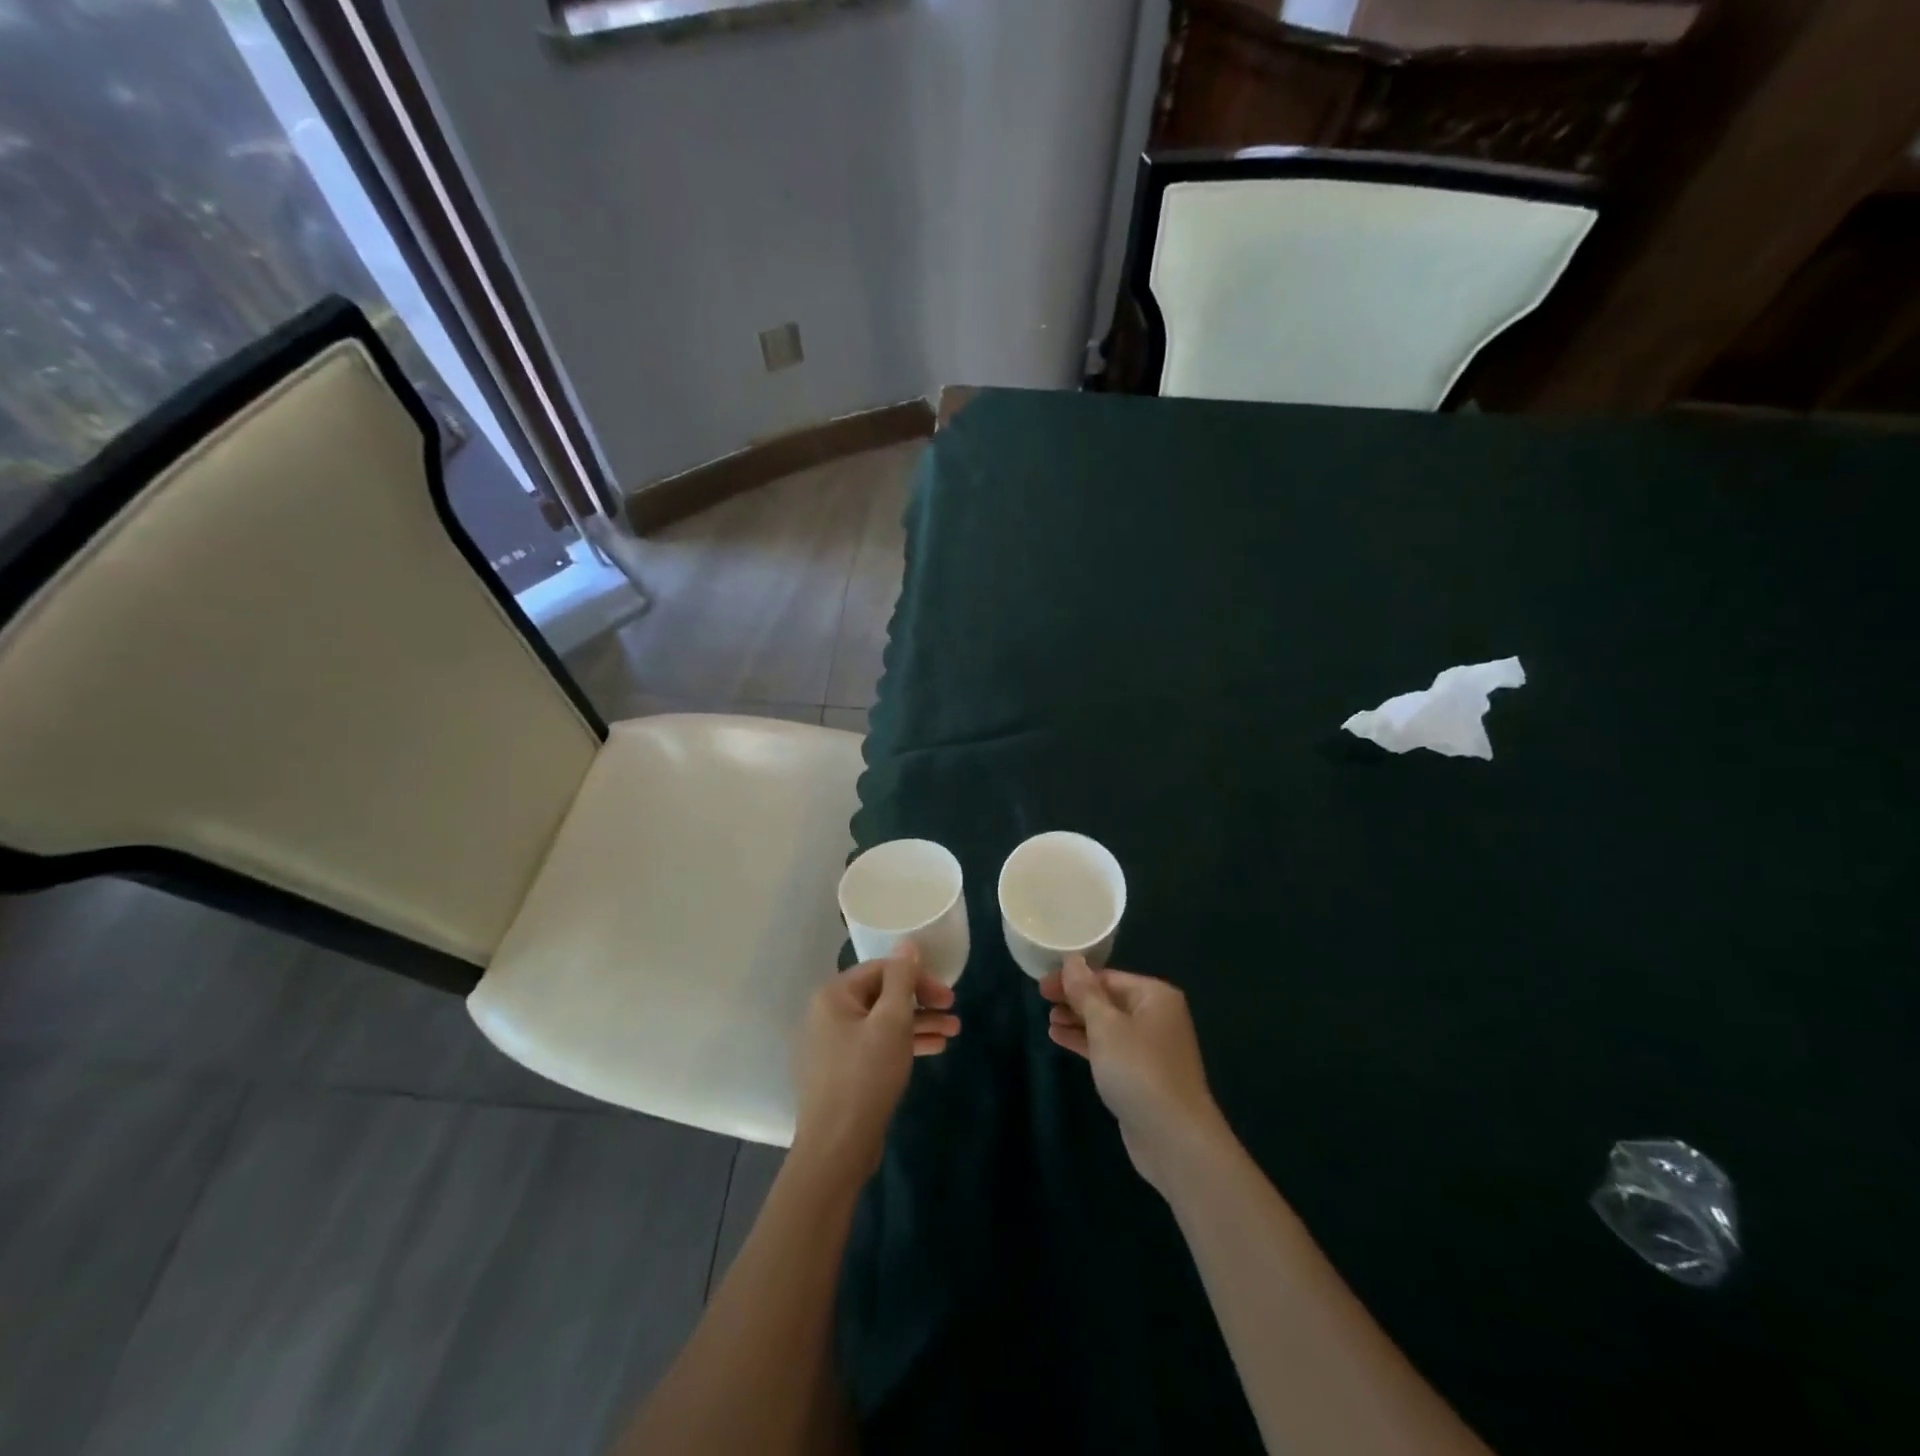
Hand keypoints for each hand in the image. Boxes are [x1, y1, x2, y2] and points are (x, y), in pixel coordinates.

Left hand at [792, 944, 959, 1183]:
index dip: (917, 977)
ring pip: (883, 1022)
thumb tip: (907, 942)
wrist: (836, 1148)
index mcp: (834, 995)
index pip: (882, 969)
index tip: (947, 994)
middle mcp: (828, 1014)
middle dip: (921, 1001)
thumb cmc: (865, 1076)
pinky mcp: (843, 1071)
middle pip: (883, 995)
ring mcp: (834, 1044)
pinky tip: (934, 1048)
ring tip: (954, 1032)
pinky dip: (903, 1044)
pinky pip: (877, 1045)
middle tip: (954, 1010)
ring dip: (919, 1023)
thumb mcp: (891, 1021)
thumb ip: (902, 979)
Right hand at [1041, 956, 1226, 1195]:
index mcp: (1154, 996)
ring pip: (1107, 1025)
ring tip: (1049, 1021)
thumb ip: (1086, 992)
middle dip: (1075, 999)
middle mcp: (1156, 1016)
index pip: (1108, 977)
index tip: (1042, 984)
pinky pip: (1109, 1048)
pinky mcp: (1141, 1075)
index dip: (1074, 978)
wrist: (1174, 1139)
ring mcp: (1150, 1048)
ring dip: (1078, 1021)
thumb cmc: (1139, 1070)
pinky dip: (1086, 1042)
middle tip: (1041, 1000)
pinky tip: (1060, 1039)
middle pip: (1108, 999)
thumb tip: (1072, 960)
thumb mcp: (1106, 1026)